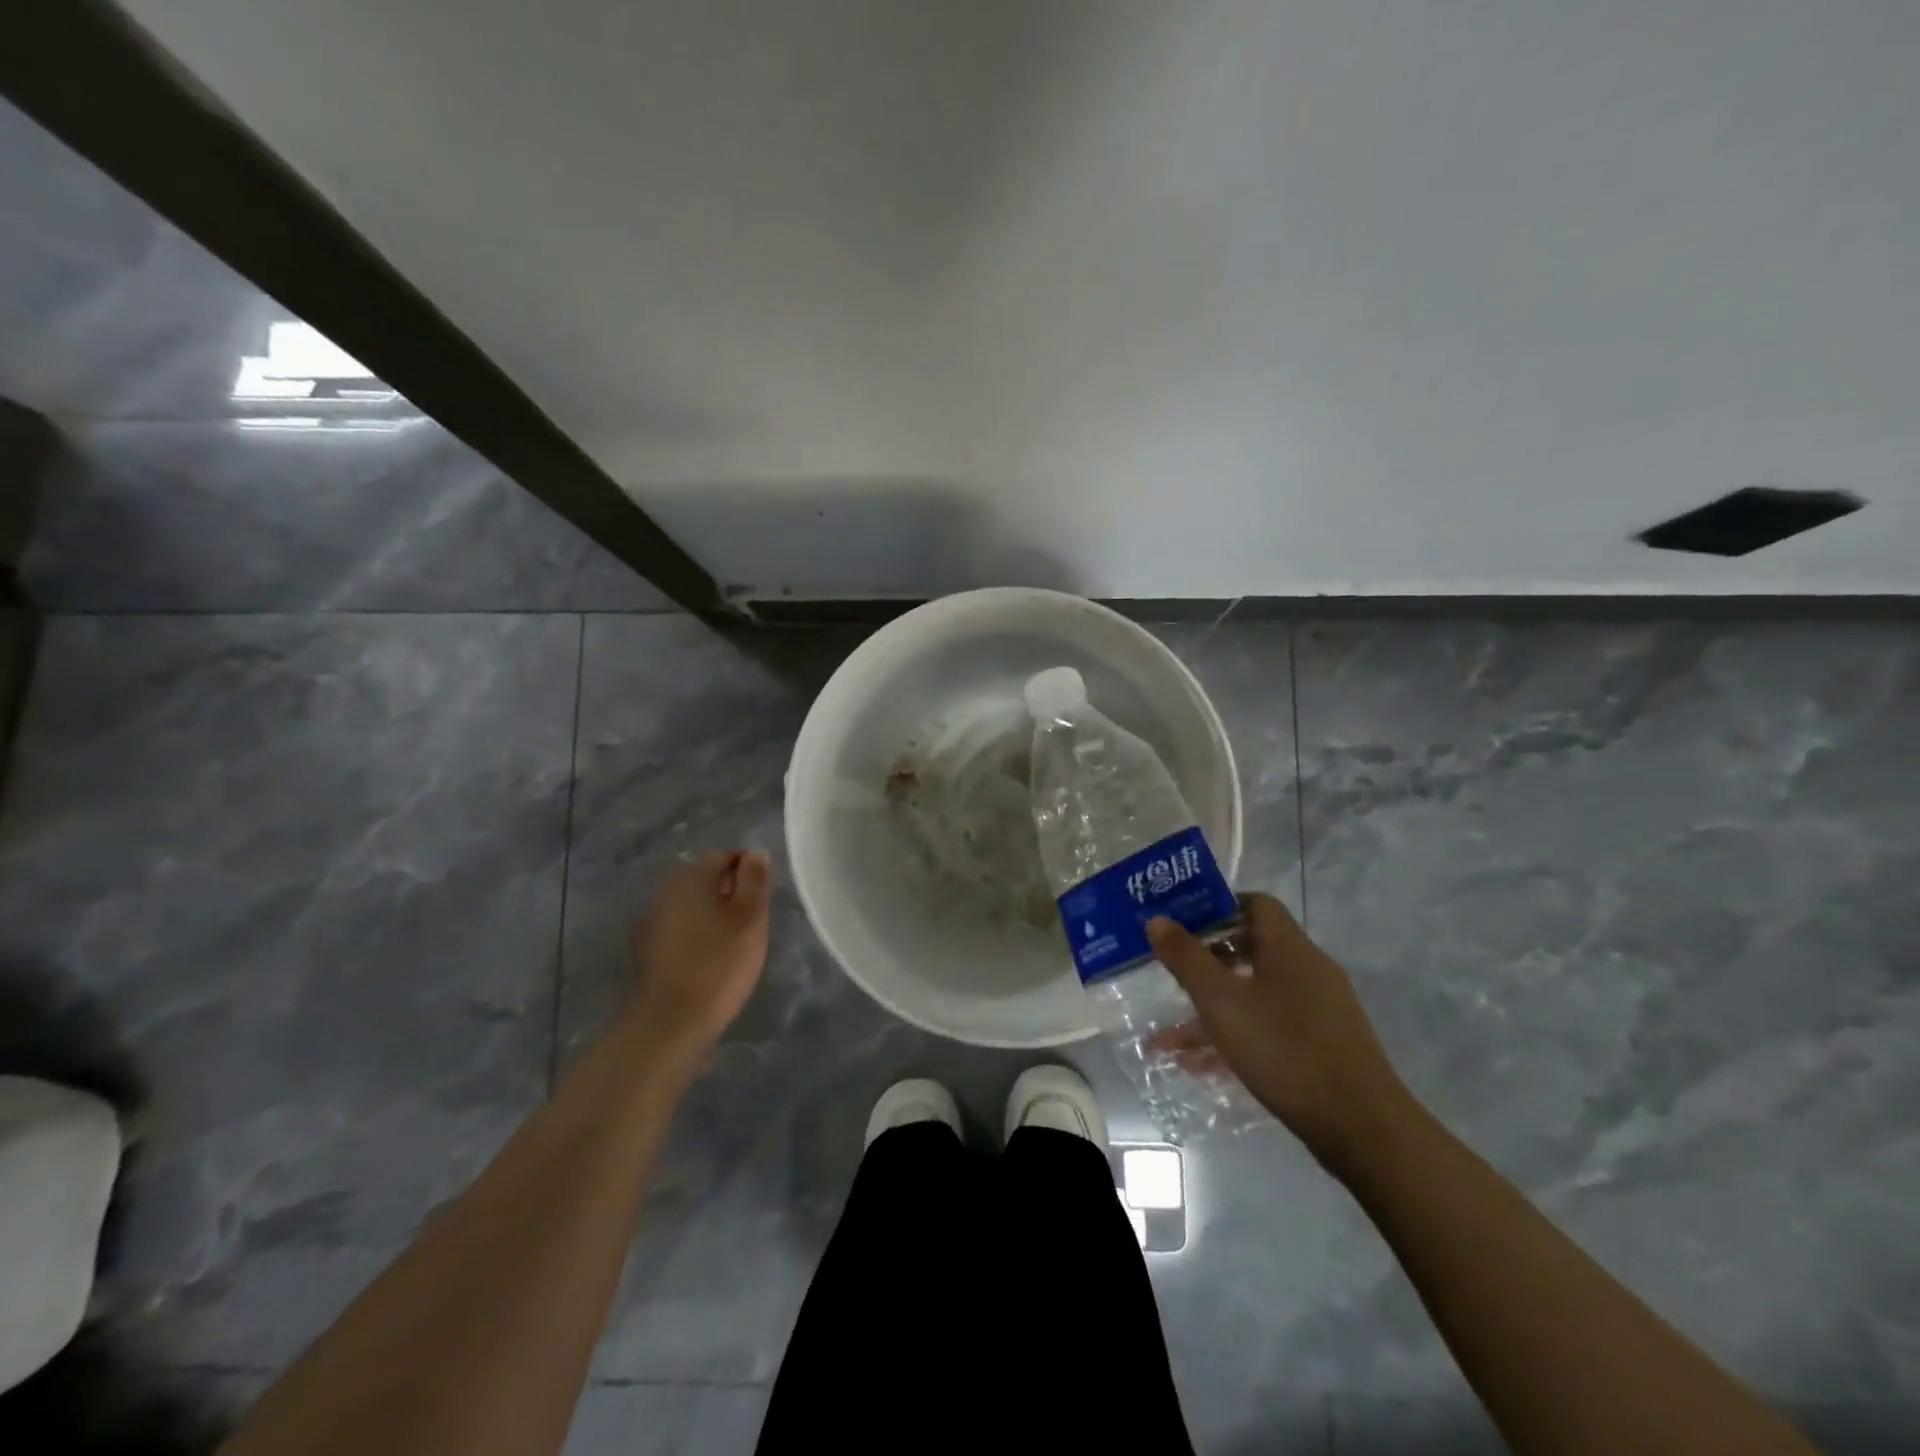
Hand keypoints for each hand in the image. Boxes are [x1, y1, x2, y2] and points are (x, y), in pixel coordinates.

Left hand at [624, 850, 771, 1061]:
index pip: (725, 856)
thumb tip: (755, 853)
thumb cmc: (718, 963)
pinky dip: (697, 935)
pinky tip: (710, 959)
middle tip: (754, 921)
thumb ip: (754, 879)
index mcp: (692, 875)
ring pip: (692, 905)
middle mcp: (666, 889)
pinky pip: (680, 928)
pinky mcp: (646, 949)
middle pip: (705, 879)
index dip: (749, 871)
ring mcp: (651, 920)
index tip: (765, 897)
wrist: (668, 1023)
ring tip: (735, 942)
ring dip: (713, 915)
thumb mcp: (750, 917)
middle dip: (731, 892)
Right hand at [1147, 893, 1412, 1165]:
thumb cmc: (1285, 1049)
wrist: (1363, 1128)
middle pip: (1251, 949)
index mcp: (1288, 947)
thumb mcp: (1221, 1001)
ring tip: (1167, 1041)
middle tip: (1169, 975)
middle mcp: (1307, 969)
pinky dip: (1236, 1037)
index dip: (1216, 907)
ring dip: (1212, 1011)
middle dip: (1205, 964)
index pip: (1254, 903)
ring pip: (1254, 995)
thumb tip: (1157, 919)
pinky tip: (1201, 1068)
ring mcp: (1319, 1009)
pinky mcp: (1323, 1045)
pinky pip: (1269, 1026)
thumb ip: (1186, 958)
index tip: (1181, 925)